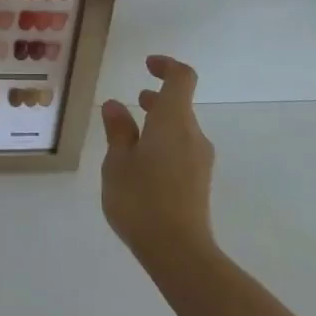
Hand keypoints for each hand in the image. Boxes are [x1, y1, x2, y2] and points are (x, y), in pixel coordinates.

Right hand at [100, 55, 216, 268]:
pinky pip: (181, 150)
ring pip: (180, 129)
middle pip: (180, 105)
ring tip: (128, 137)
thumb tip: (115, 105)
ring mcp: (200, 159)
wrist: (178, 250)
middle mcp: (193, 134)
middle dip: (156, 99)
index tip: (147, 64)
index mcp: (173, 121)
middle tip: (132, 101)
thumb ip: (118, 131)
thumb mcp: (118, 162)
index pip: (181, 78)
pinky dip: (163, 144)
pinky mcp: (199, 181)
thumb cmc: (141, 199)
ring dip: (158, 124)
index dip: (166, 66)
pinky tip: (140, 166)